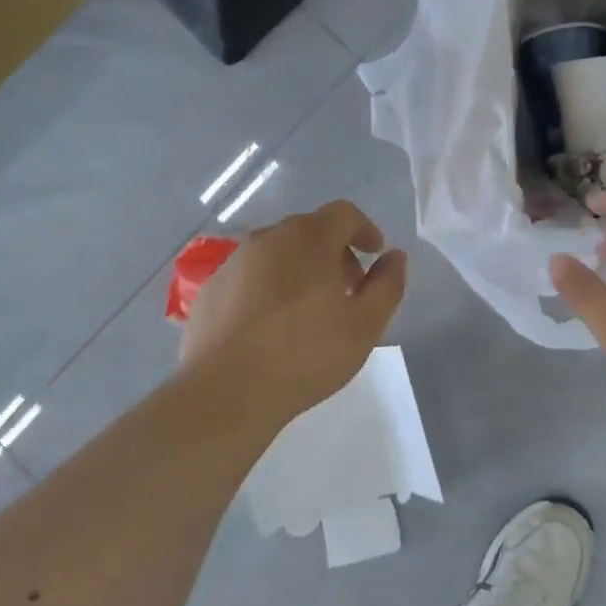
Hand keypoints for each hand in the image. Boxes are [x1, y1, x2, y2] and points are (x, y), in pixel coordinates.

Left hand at [181, 200, 406, 427]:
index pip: (343, 214)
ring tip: (309, 311)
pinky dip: (268, 287)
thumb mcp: (364, 326)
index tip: (374, 255)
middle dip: (335, 253)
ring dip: (300, 269)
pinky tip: (271, 327)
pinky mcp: (211, 288)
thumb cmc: (305, 355)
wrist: (226, 391)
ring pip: (278, 252)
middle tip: (348, 290)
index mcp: (309, 239)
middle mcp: (268, 238)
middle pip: (310, 231)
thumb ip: (387, 285)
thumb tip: (394, 257)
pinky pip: (250, 276)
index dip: (364, 230)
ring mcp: (234, 261)